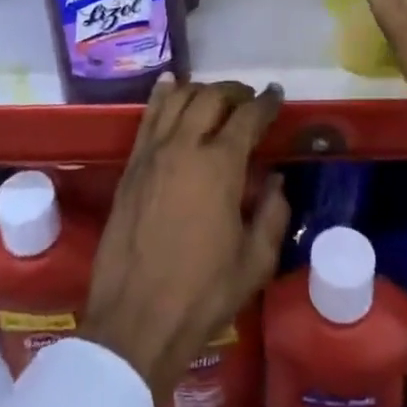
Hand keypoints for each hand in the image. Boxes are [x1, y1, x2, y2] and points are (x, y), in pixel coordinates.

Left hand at [82, 79, 290, 396]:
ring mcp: (152, 153)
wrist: (136, 320)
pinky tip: (169, 85)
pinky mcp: (130, 166)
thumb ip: (273, 214)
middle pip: (211, 97)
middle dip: (234, 91)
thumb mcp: (255, 262)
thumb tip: (276, 180)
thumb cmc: (202, 294)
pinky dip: (162, 95)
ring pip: (177, 99)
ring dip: (200, 89)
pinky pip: (148, 117)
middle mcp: (185, 147)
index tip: (276, 95)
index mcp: (220, 166)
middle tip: (248, 98)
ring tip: (214, 95)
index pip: (248, 117)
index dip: (266, 102)